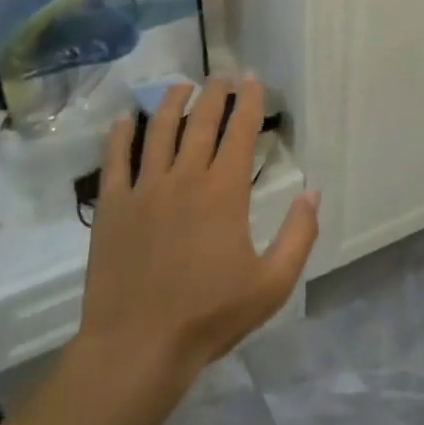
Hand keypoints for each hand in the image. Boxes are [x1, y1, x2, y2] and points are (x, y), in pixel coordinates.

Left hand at [75, 77, 318, 379]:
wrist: (137, 348)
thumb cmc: (209, 316)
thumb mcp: (272, 284)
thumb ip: (299, 234)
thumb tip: (313, 192)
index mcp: (224, 191)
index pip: (240, 131)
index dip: (248, 102)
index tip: (251, 80)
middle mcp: (184, 178)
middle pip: (200, 123)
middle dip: (214, 94)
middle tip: (221, 77)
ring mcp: (143, 190)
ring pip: (158, 131)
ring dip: (171, 103)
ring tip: (180, 86)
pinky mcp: (111, 207)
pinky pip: (114, 160)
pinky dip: (119, 135)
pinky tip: (124, 119)